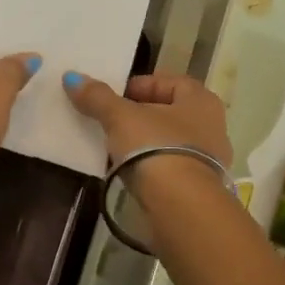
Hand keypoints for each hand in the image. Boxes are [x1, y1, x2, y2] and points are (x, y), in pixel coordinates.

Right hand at [62, 71, 232, 186]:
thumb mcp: (120, 117)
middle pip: (170, 112)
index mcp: (201, 100)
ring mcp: (209, 160)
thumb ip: (98, 97)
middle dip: (141, 114)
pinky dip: (151, 165)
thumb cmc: (155, 148)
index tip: (115, 96)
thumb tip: (72, 77)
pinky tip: (130, 172)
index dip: (141, 84)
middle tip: (111, 120)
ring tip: (115, 147)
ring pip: (170, 141)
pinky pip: (170, 167)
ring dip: (145, 142)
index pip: (171, 81)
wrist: (181, 206)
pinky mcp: (199, 188)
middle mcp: (212, 126)